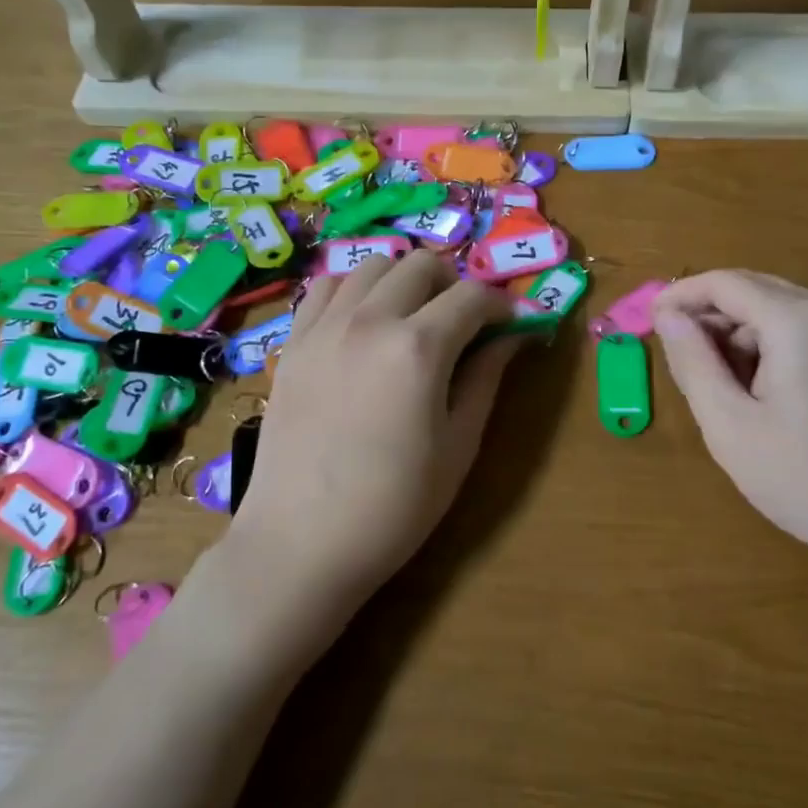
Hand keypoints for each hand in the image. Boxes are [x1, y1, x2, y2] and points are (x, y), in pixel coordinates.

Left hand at [225, 250, 519, 624]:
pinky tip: (362, 322)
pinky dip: (354, 290)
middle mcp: (369, 320)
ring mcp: (323, 327)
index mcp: (418, 348)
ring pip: (372, 264)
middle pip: (421, 264)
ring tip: (411, 316)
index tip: (514, 322)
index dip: (502, 305)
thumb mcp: (458, 446)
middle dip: (453, 283)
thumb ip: (486, 379)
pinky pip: (325, 288)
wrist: (301, 544)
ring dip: (403, 280)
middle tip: (462, 321)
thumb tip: (514, 337)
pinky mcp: (292, 343)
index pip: (472, 297)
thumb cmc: (394, 506)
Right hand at [652, 270, 807, 585]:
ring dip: (739, 334)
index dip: (680, 295)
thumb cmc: (805, 480)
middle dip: (709, 316)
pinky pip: (803, 329)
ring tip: (721, 387)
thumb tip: (668, 315)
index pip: (724, 283)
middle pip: (752, 290)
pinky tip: (761, 392)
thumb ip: (692, 362)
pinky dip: (769, 346)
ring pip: (777, 310)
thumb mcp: (729, 425)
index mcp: (797, 320)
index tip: (649, 321)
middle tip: (679, 359)